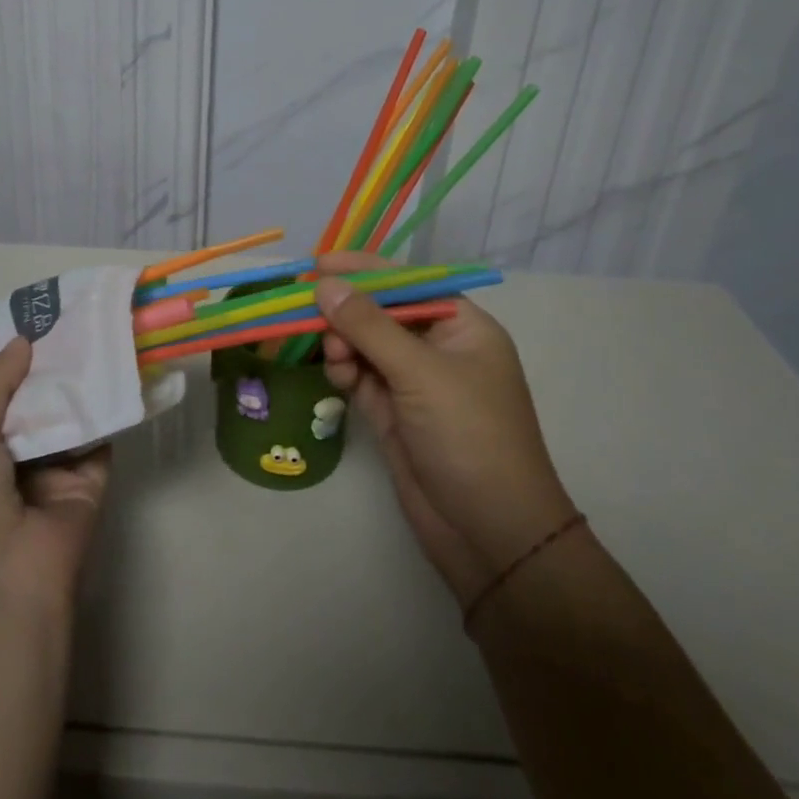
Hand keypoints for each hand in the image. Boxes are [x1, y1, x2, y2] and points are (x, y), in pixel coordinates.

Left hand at [0, 337, 110, 623]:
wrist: (8, 580)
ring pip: (69, 413)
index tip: (30, 318)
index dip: (9, 361)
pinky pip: (101, 435)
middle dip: (48, 364)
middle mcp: (13, 456)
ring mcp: (54, 468)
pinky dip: (109, 406)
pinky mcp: (91, 479)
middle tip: (70, 314)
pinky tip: (118, 365)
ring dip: (79, 380)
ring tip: (97, 328)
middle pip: (35, 400)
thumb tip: (24, 339)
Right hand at [314, 252, 576, 608]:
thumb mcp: (421, 373)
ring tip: (334, 355)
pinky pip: (361, 377)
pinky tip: (337, 375)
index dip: (364, 270)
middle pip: (381, 313)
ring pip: (365, 345)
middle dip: (347, 311)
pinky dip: (345, 371)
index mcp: (462, 327)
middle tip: (307, 310)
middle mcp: (438, 348)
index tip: (318, 263)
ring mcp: (415, 383)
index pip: (407, 283)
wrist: (490, 534)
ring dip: (343, 343)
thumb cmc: (469, 437)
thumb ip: (369, 326)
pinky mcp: (394, 414)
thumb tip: (325, 284)